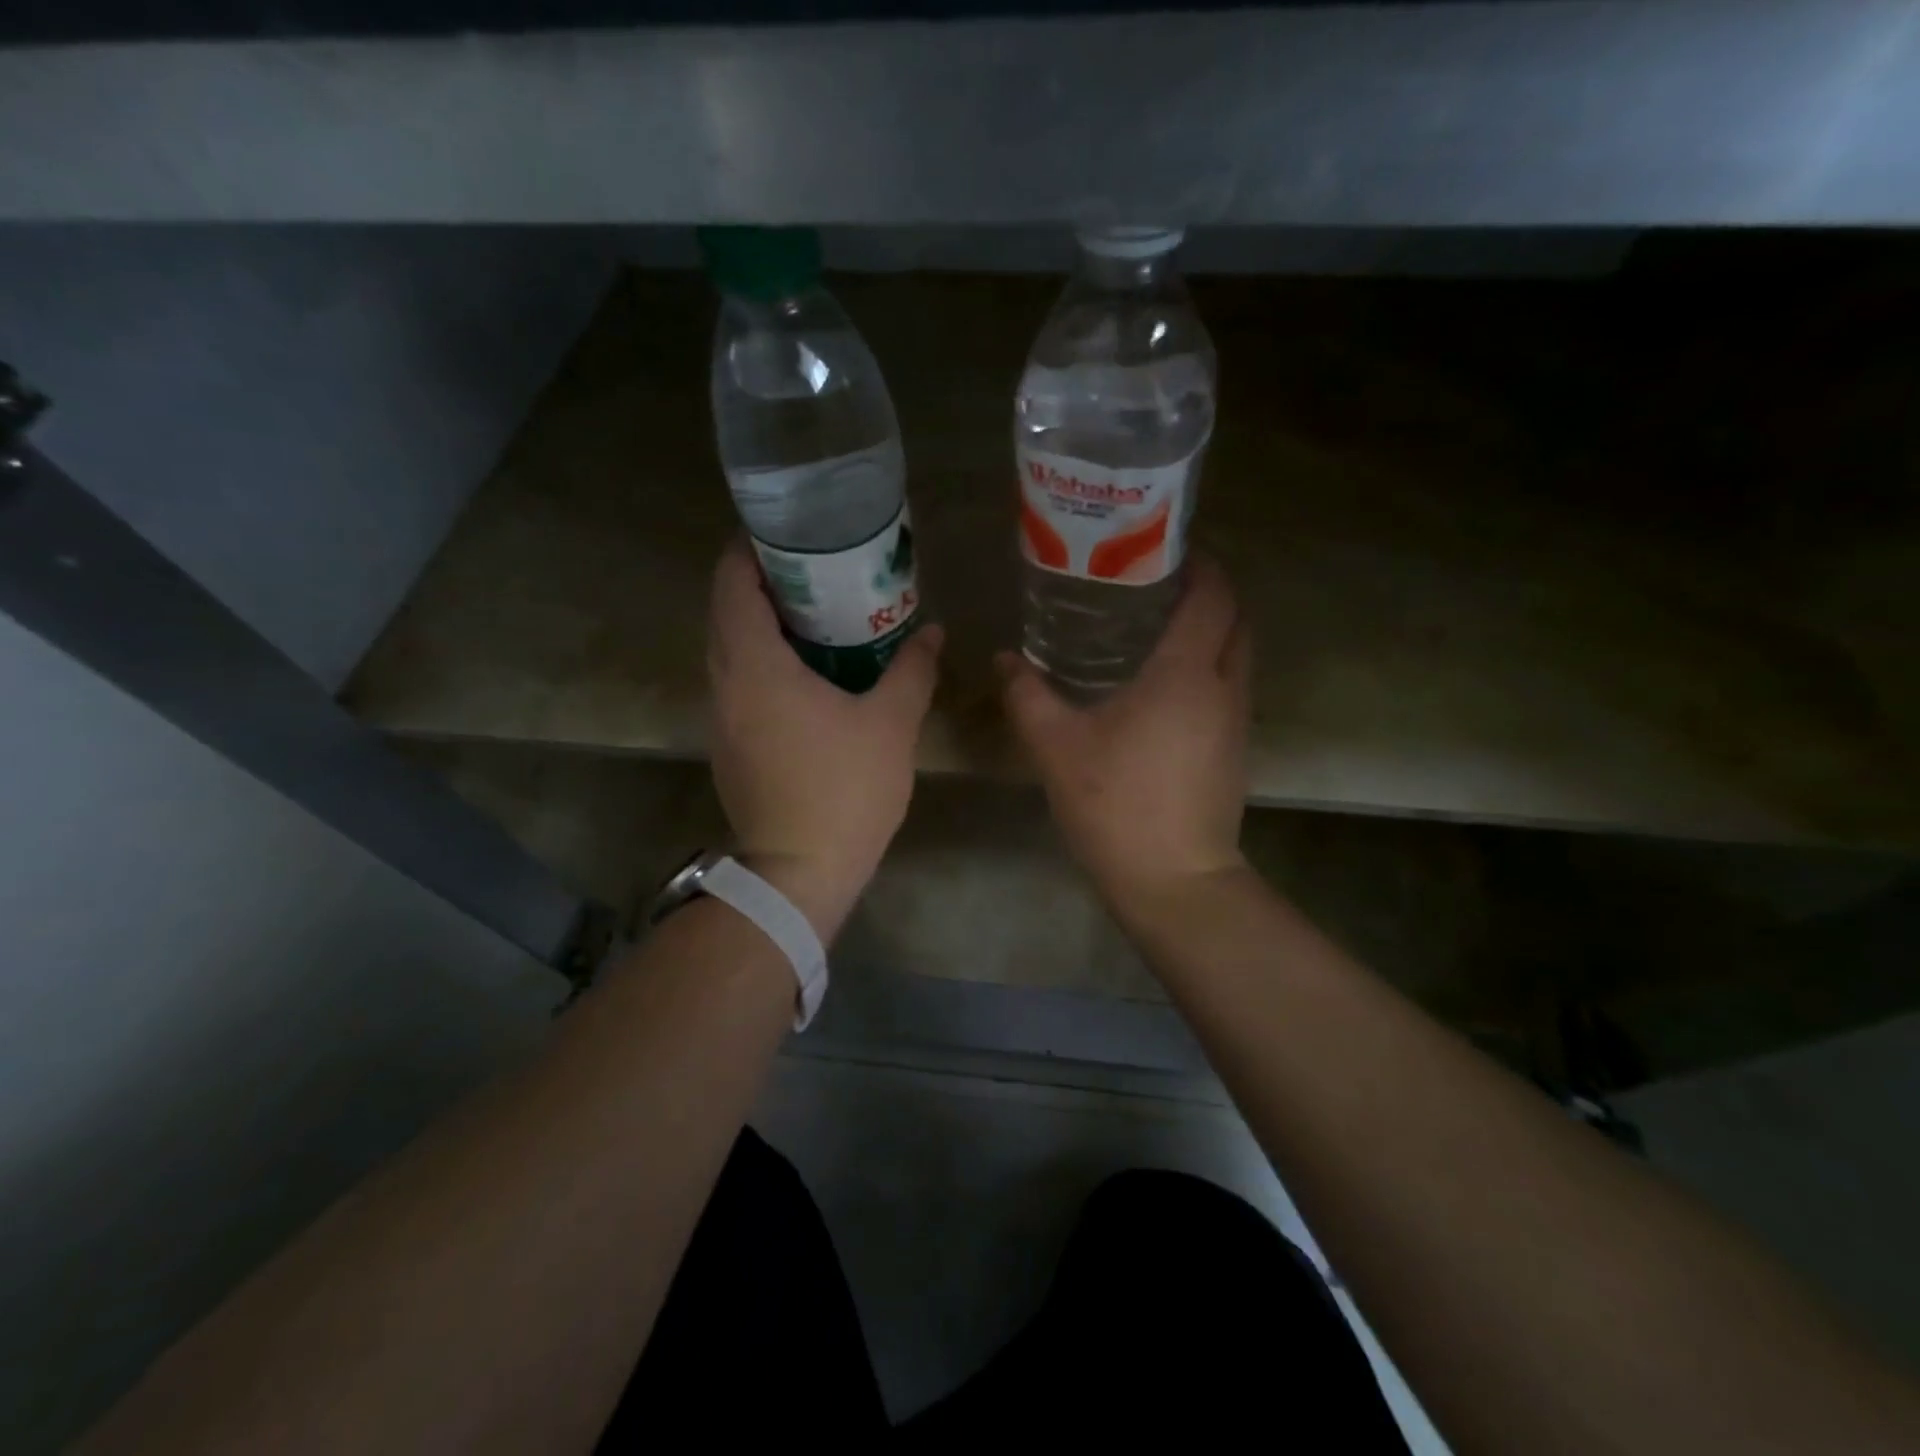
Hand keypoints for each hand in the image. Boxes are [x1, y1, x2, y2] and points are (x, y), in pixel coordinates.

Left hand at [707, 538, 942, 940]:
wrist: (799, 872)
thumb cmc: (844, 790)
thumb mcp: (891, 724)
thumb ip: (913, 670)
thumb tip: (932, 632)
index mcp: (755, 666)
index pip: (731, 584)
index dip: (749, 551)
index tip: (786, 536)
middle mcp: (725, 684)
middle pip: (726, 613)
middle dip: (760, 584)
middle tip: (814, 572)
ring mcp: (721, 719)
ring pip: (730, 651)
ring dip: (761, 625)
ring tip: (814, 616)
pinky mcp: (729, 747)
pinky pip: (738, 684)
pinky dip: (762, 662)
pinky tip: (806, 673)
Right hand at [998, 555, 1250, 912]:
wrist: (1174, 881)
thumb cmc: (1115, 804)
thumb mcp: (1057, 747)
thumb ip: (1027, 696)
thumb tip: (1003, 659)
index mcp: (1185, 674)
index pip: (1212, 597)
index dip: (1201, 566)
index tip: (1170, 551)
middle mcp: (1223, 688)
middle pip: (1236, 621)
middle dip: (1211, 594)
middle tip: (1161, 587)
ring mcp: (1237, 722)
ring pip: (1238, 656)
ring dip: (1213, 633)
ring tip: (1161, 631)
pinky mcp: (1236, 751)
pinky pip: (1231, 689)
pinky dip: (1211, 669)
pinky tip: (1167, 688)